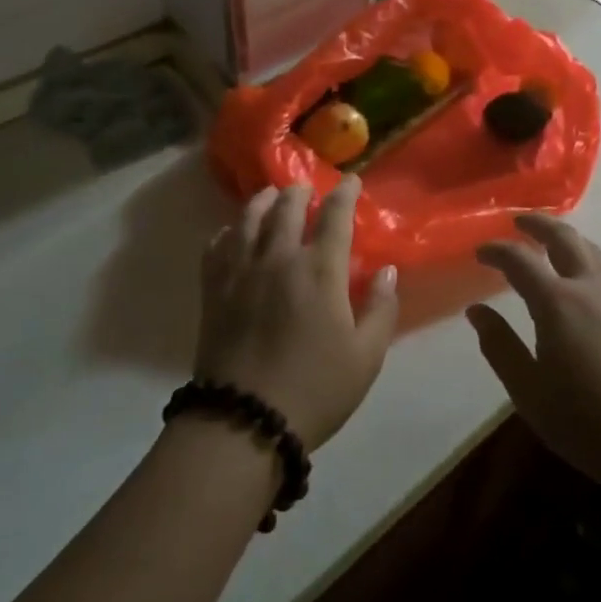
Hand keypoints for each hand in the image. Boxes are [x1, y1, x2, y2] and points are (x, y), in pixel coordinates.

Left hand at [197, 176, 397, 451]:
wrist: (243, 421)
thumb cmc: (314, 390)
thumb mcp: (365, 357)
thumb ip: (380, 309)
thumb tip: (386, 270)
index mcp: (320, 270)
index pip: (335, 216)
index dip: (345, 193)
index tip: (351, 180)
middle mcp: (279, 257)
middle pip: (287, 207)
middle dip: (300, 192)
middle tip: (307, 188)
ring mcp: (241, 270)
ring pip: (250, 218)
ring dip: (263, 201)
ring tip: (270, 196)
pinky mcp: (214, 289)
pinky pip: (217, 246)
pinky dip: (228, 231)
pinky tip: (233, 233)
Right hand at [468, 215, 600, 505]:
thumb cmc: (585, 422)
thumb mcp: (529, 391)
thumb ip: (500, 346)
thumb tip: (477, 311)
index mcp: (557, 303)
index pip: (520, 260)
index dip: (497, 250)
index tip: (480, 252)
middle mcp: (589, 288)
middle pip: (563, 238)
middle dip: (538, 224)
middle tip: (518, 221)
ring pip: (590, 250)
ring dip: (566, 236)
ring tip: (549, 240)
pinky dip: (585, 257)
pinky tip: (581, 277)